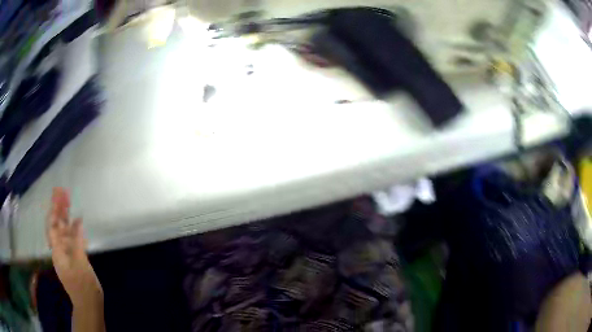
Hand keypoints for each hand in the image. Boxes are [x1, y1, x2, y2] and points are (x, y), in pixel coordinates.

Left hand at [47, 187, 102, 307]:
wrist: (88, 304)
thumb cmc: (82, 285)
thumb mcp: (80, 263)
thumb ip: (77, 241)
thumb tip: (78, 221)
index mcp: (57, 250)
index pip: (52, 225)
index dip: (54, 209)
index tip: (58, 194)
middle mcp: (60, 249)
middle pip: (57, 225)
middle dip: (58, 208)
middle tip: (62, 191)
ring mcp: (67, 253)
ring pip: (64, 231)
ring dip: (65, 216)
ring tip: (68, 200)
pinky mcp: (74, 257)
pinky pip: (72, 239)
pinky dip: (74, 228)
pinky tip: (77, 221)